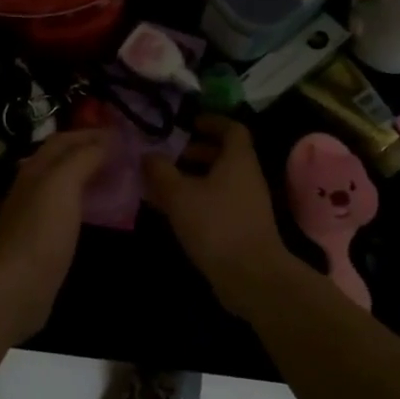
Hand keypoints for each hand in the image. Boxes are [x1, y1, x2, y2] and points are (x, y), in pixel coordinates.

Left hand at [0, 129, 108, 344]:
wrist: (17, 287)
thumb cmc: (41, 231)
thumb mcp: (63, 184)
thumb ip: (84, 158)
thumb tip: (107, 141)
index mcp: (36, 168)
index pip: (64, 139)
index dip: (92, 133)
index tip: (124, 135)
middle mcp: (33, 186)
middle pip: (64, 160)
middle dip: (93, 153)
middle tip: (126, 157)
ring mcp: (37, 214)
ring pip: (67, 185)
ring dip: (92, 178)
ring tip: (121, 180)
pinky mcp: (44, 240)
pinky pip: (70, 210)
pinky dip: (88, 203)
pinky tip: (104, 212)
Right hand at [143, 116, 292, 318]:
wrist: (251, 276)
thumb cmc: (216, 224)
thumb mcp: (179, 194)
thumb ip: (160, 170)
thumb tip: (148, 155)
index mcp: (238, 160)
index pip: (232, 128)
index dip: (211, 121)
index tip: (188, 123)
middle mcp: (247, 177)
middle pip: (224, 154)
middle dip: (195, 151)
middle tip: (168, 154)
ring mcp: (247, 204)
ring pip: (219, 180)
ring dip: (193, 177)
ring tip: (163, 183)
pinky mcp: (243, 227)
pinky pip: (218, 202)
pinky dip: (198, 199)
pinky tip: (174, 211)